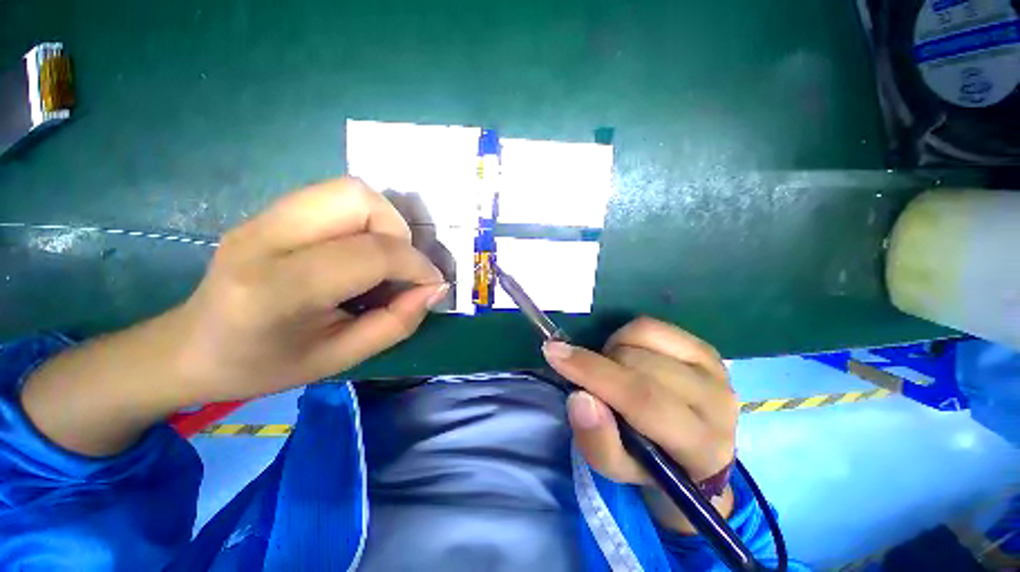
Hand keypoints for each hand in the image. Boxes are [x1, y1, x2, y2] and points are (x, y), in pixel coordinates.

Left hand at [169, 178, 447, 403]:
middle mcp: (266, 237)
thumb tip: (435, 289)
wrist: (190, 347)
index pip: (371, 253)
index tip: (432, 285)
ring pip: (349, 189)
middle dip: (398, 231)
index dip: (417, 266)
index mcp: (278, 289)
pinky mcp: (268, 211)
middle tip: (399, 267)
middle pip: (358, 198)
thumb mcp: (340, 358)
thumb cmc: (263, 365)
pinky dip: (364, 220)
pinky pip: (335, 198)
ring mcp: (262, 217)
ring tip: (381, 259)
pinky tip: (358, 251)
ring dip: (384, 222)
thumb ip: (397, 323)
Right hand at [542, 317, 737, 532]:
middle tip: (592, 380)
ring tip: (613, 370)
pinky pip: (652, 326)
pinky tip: (628, 355)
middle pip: (641, 363)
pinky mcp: (706, 349)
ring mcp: (716, 369)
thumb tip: (580, 397)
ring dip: (613, 349)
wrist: (691, 453)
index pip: (643, 399)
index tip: (553, 353)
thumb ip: (596, 439)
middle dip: (600, 364)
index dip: (594, 372)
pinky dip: (627, 335)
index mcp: (701, 446)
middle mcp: (718, 402)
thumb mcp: (615, 467)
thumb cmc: (649, 463)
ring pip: (644, 336)